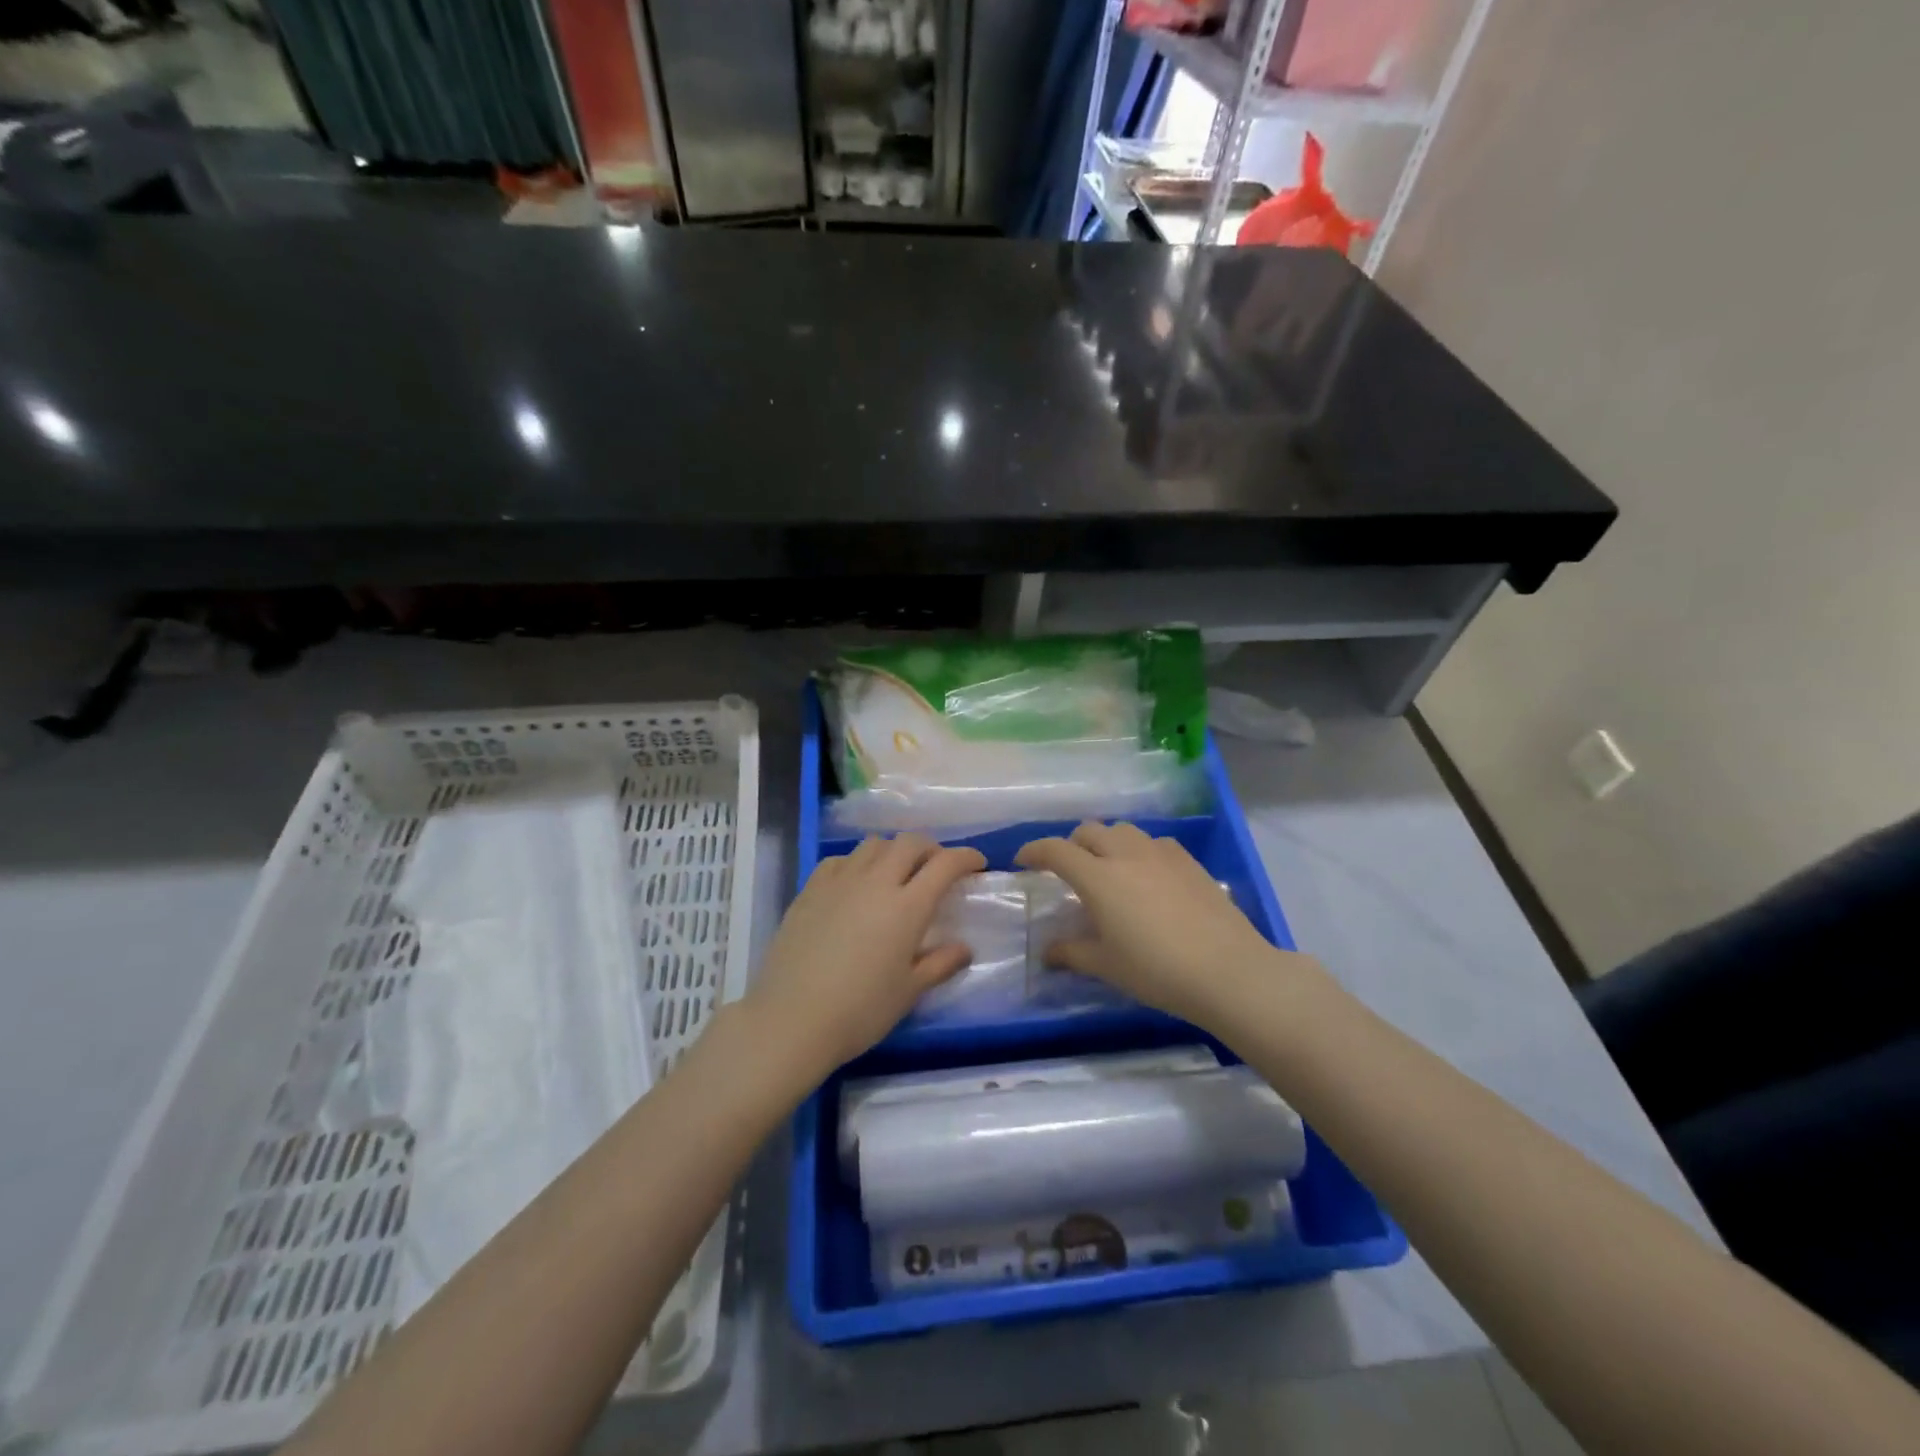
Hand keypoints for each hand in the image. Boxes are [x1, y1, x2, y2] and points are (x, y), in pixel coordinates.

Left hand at [748, 834, 985, 1079]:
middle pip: (909, 842)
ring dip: (893, 851)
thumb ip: (940, 964)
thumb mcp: (908, 992)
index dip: (966, 857)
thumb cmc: (860, 1011)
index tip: (977, 864)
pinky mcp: (810, 890)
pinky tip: (856, 883)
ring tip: (896, 872)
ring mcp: (839, 882)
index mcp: (907, 907)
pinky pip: (840, 860)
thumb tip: (964, 948)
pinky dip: (857, 862)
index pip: (945, 864)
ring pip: (874, 845)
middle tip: (937, 867)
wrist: (791, 1019)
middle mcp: (876, 882)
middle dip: (930, 848)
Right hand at [1016, 821, 1324, 1029]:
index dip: (1034, 851)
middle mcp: (1125, 854)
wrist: (1227, 970)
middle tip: (1069, 870)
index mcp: (1098, 877)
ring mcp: (1161, 853)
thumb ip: (1072, 953)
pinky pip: (1154, 843)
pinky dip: (1139, 850)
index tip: (1023, 860)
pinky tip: (1148, 875)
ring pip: (1123, 831)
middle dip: (1072, 845)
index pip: (1055, 850)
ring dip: (1106, 842)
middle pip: (1089, 831)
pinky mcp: (1188, 861)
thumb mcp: (1106, 965)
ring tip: (1109, 868)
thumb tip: (1048, 952)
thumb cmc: (1156, 970)